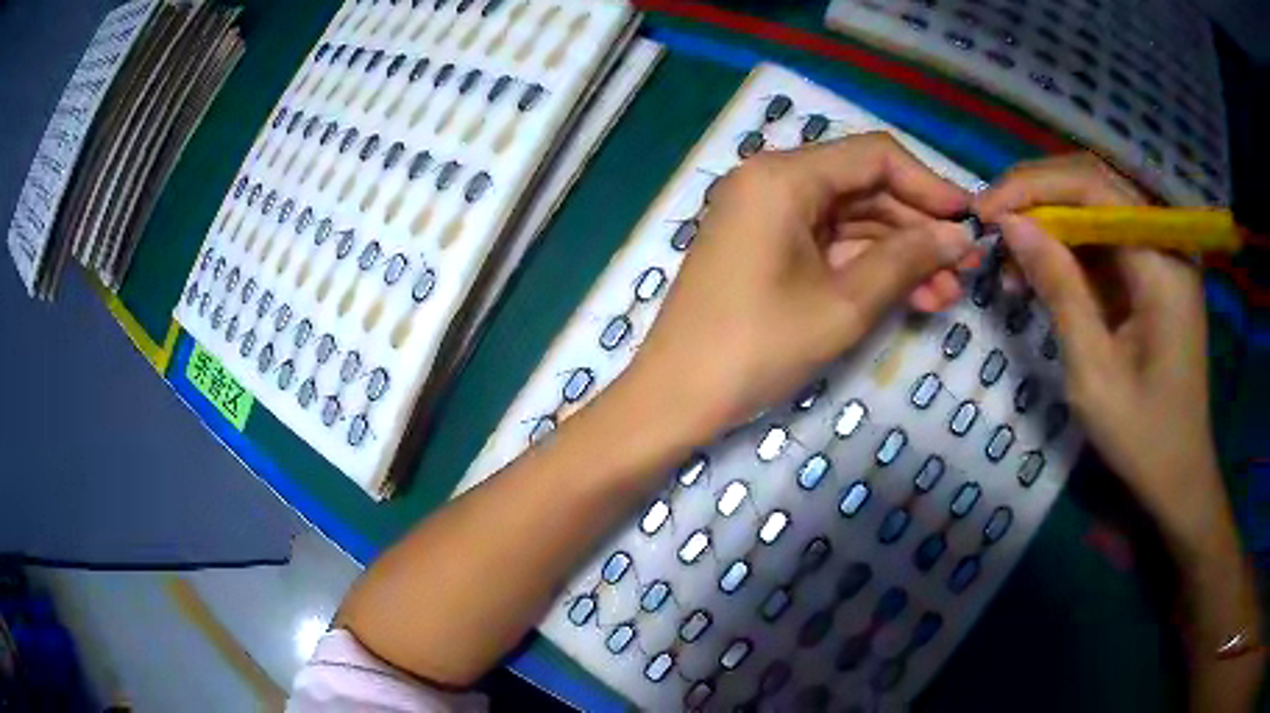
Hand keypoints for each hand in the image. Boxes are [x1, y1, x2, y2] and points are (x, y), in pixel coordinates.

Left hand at [625, 132, 973, 438]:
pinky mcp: (767, 247)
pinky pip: (830, 245)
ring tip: (949, 293)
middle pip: (865, 187)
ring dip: (901, 253)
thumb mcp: (844, 304)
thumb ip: (908, 260)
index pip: (874, 156)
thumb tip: (961, 236)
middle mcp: (773, 181)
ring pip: (852, 221)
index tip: (969, 220)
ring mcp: (767, 215)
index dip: (928, 184)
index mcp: (783, 176)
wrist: (676, 398)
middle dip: (919, 228)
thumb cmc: (757, 347)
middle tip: (966, 268)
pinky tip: (913, 296)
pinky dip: (869, 267)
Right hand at [976, 153, 1221, 540]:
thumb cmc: (1142, 437)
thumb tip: (1011, 225)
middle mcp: (1165, 243)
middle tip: (992, 224)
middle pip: (1095, 185)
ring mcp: (1161, 257)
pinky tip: (1041, 272)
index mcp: (1162, 263)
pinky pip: (1105, 241)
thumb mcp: (1093, 371)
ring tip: (1011, 258)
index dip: (1034, 188)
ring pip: (1097, 208)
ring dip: (1050, 222)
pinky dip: (1069, 249)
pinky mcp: (1153, 275)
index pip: (1094, 187)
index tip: (986, 212)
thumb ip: (1059, 289)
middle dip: (1038, 195)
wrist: (1179, 477)